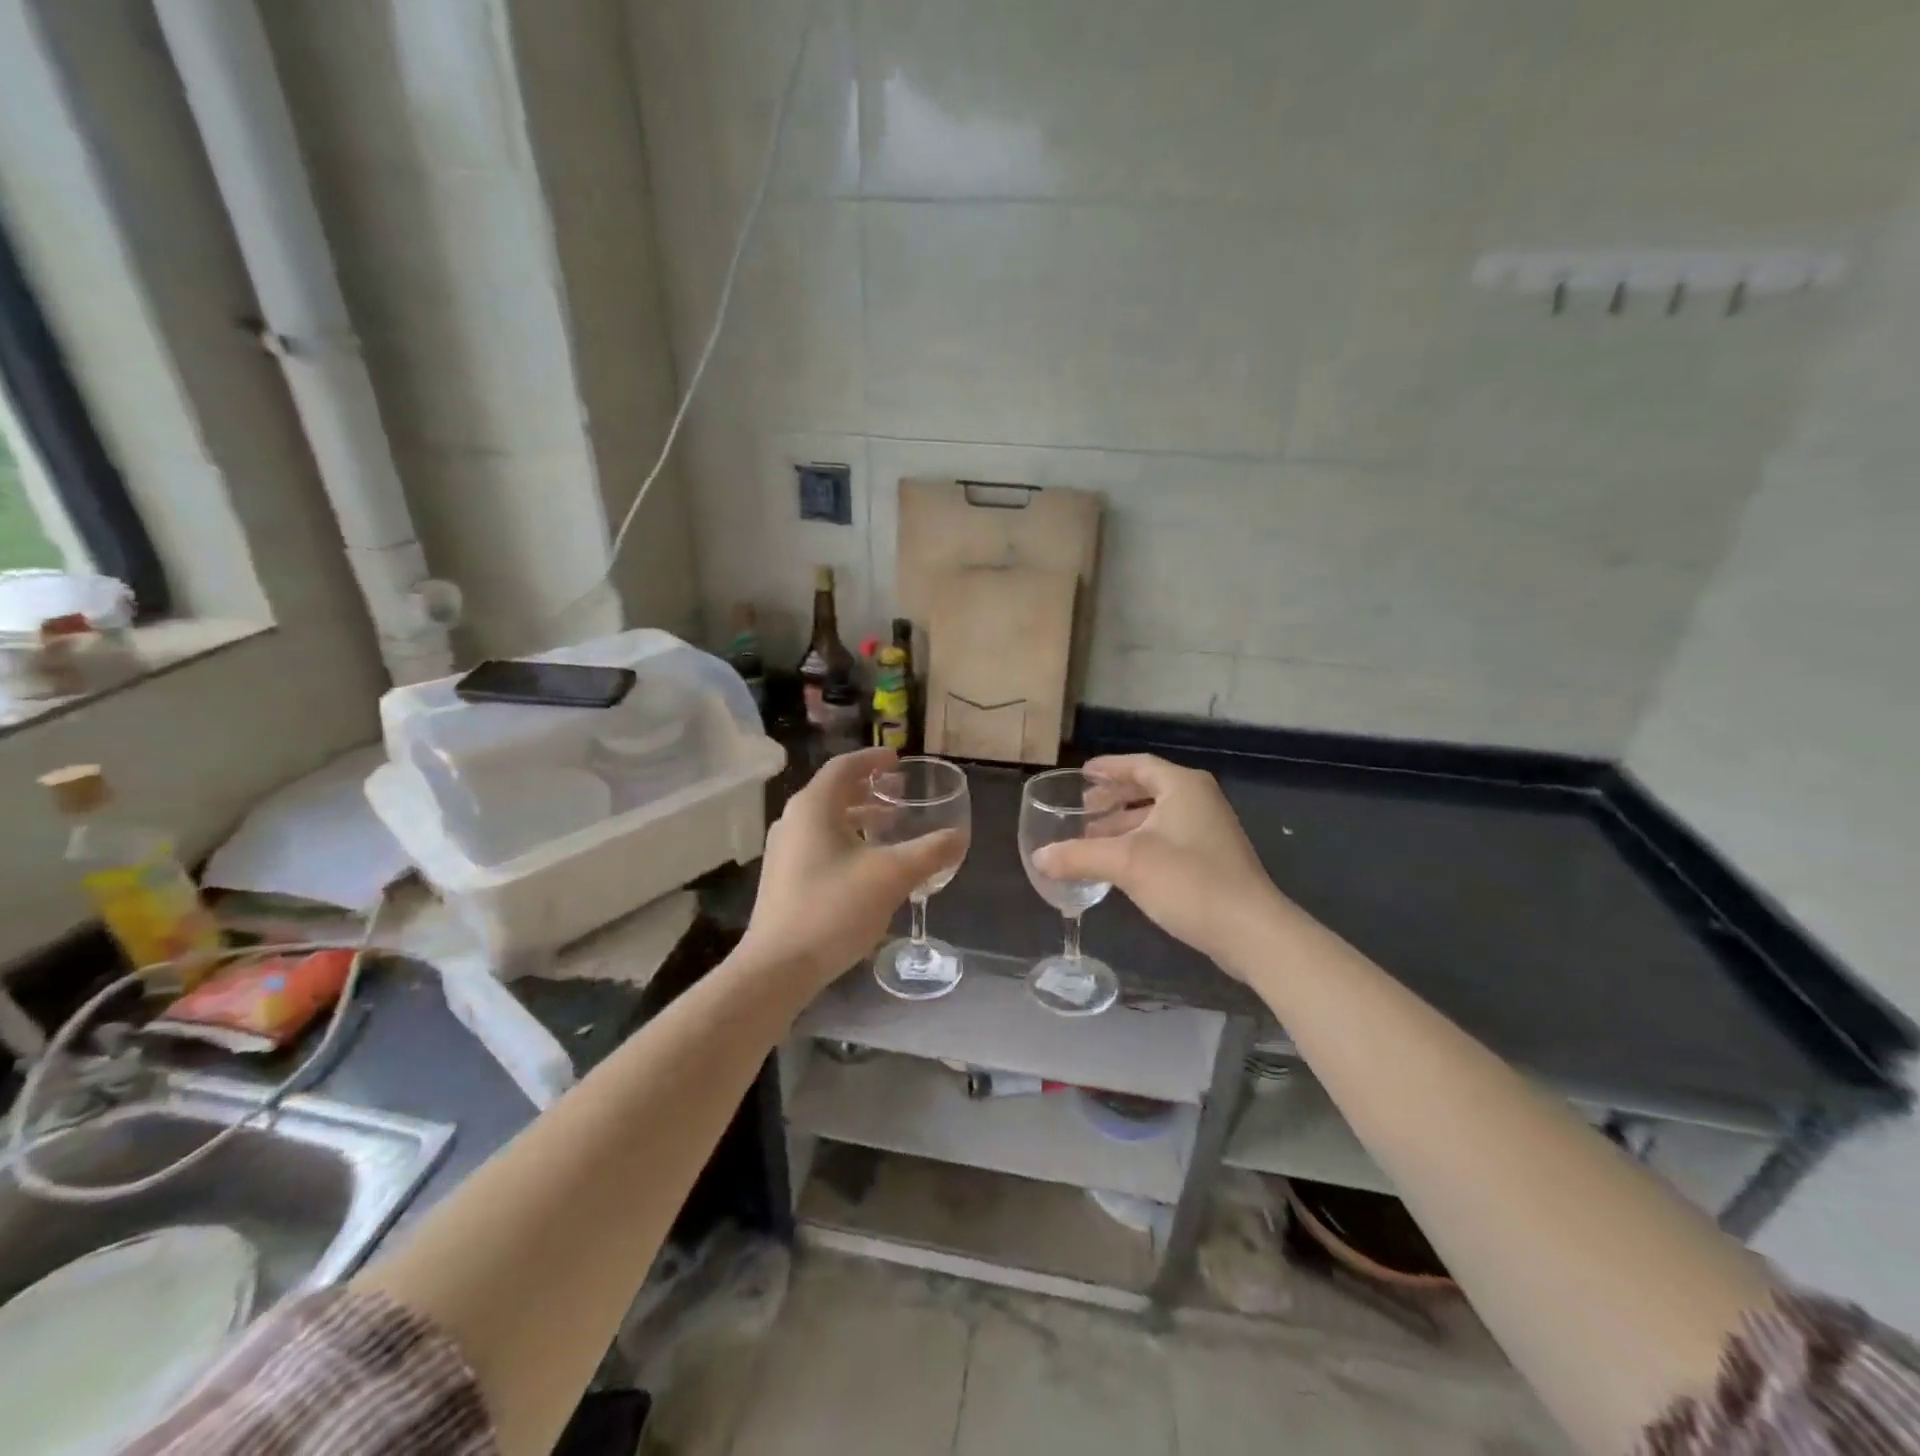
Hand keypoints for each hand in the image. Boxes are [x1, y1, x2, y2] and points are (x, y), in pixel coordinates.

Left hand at [741, 748, 965, 990]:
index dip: (873, 759)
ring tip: (890, 826)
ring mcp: (783, 850)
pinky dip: (846, 839)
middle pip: (834, 791)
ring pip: (826, 820)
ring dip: (859, 817)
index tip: (897, 760)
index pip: (844, 766)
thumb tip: (960, 837)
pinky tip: (867, 864)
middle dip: (869, 789)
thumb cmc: (834, 908)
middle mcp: (793, 820)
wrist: (778, 966)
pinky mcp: (783, 878)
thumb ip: (929, 852)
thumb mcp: (892, 876)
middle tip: (900, 792)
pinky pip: (819, 843)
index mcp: (814, 807)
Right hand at [1033, 754, 1281, 974]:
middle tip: (1083, 809)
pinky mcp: (1212, 860)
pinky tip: (1120, 865)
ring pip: (1157, 818)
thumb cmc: (1188, 881)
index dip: (1108, 768)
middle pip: (1148, 789)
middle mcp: (1199, 801)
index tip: (1082, 774)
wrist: (1250, 931)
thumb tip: (1038, 857)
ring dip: (1124, 825)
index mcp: (1182, 787)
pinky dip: (1140, 843)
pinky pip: (1167, 839)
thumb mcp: (1126, 863)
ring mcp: (1209, 831)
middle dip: (1113, 799)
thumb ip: (1079, 856)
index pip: (1139, 765)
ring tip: (1092, 839)